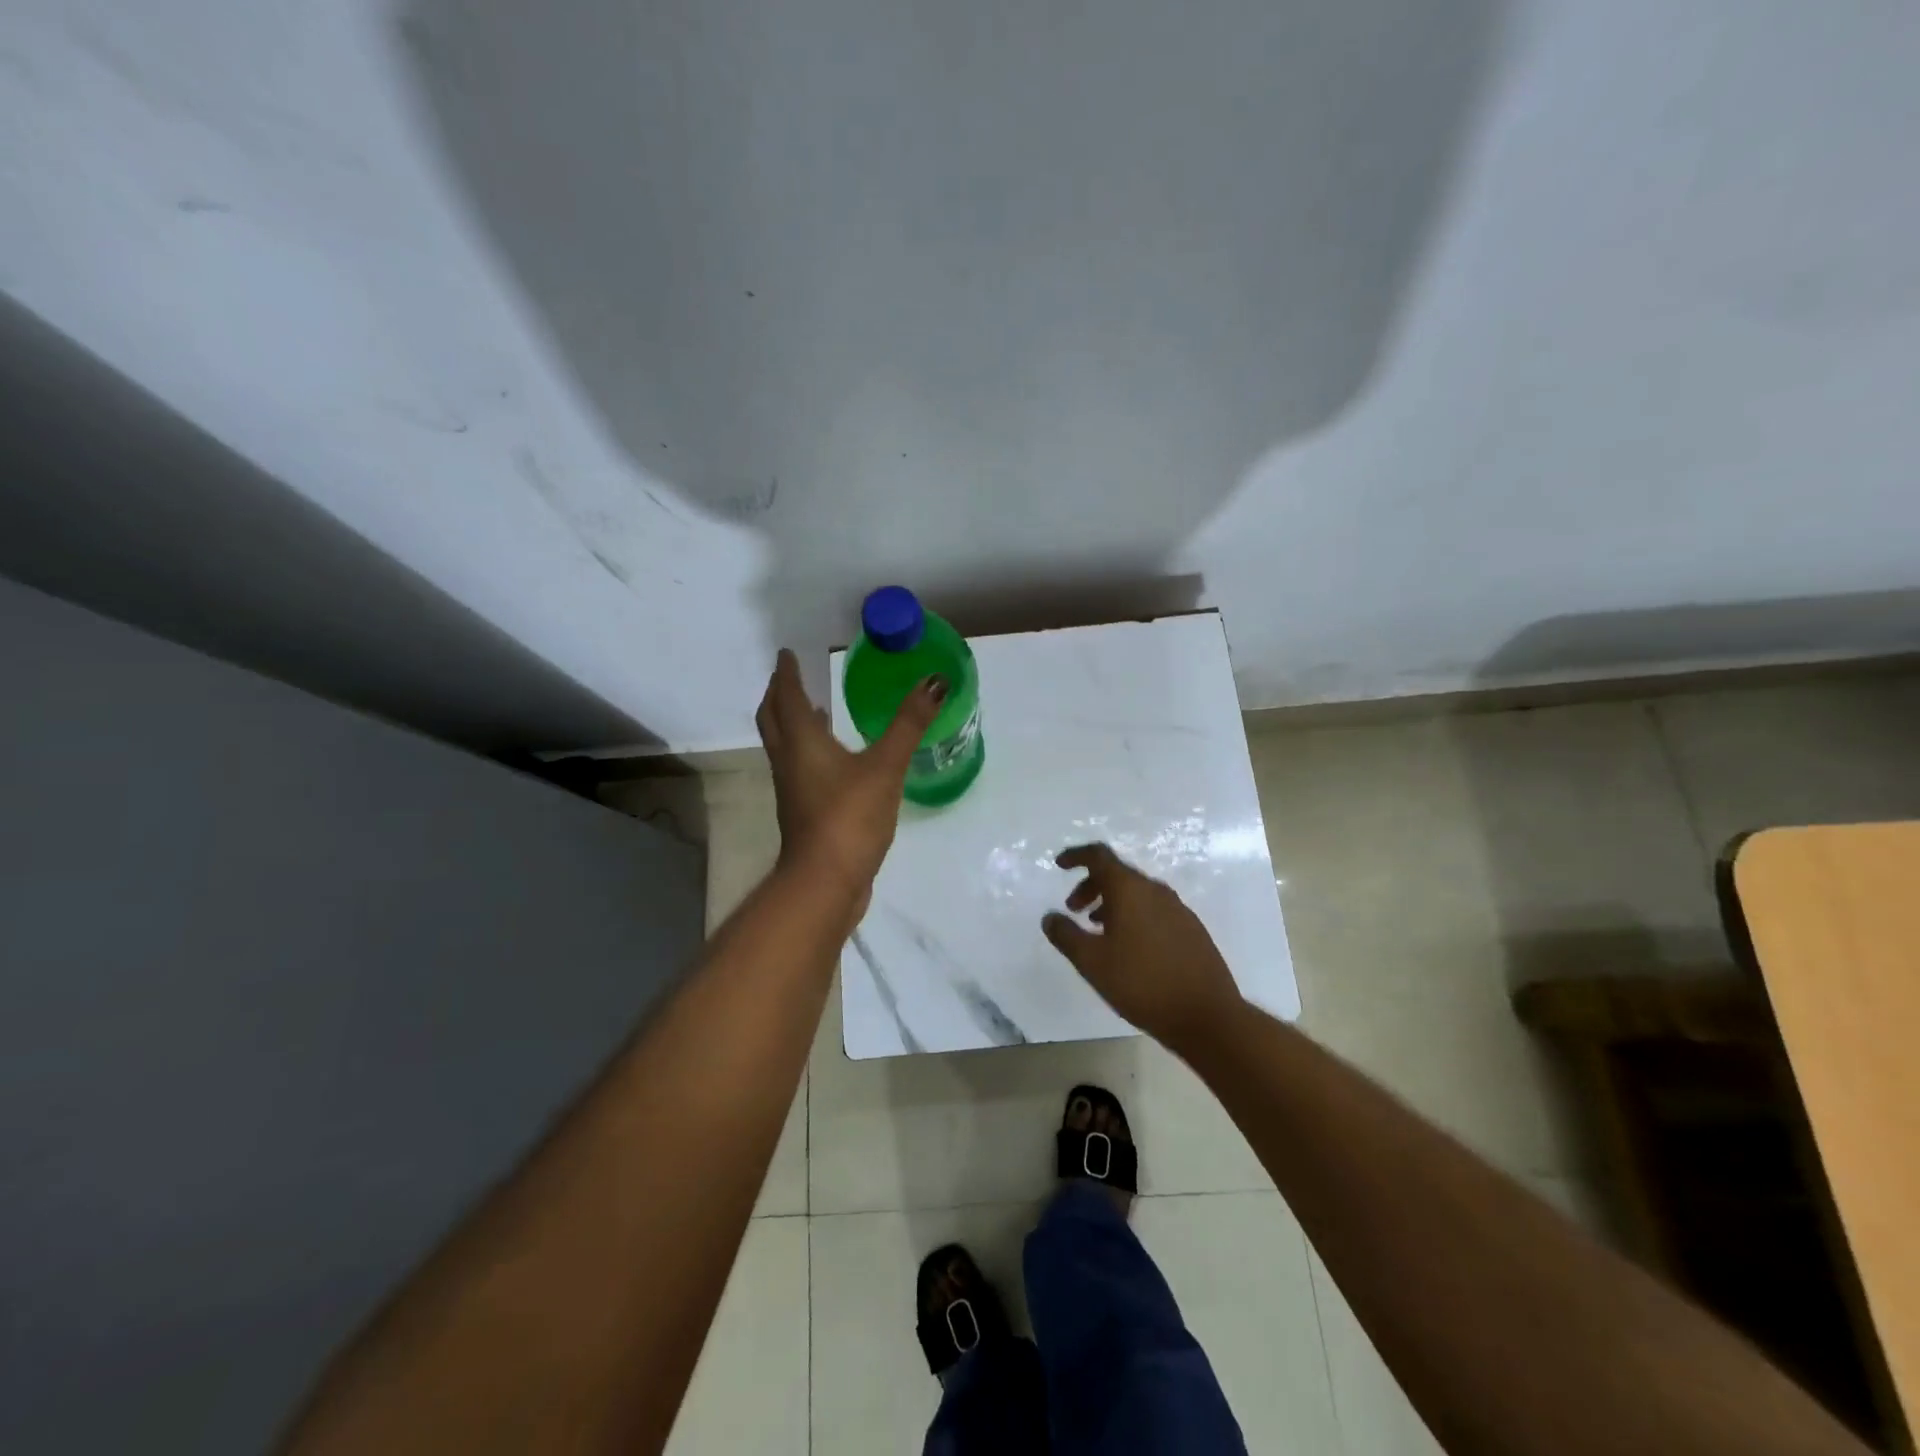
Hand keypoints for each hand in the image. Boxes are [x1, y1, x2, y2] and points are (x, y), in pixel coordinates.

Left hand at [755, 648, 944, 911]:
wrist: (825, 881)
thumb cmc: (849, 816)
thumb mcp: (885, 766)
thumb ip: (909, 724)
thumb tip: (934, 682)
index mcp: (802, 742)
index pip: (788, 697)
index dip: (787, 674)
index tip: (787, 654)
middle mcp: (789, 761)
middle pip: (773, 719)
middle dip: (779, 695)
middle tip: (791, 677)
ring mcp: (792, 789)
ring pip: (783, 745)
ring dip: (791, 723)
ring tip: (810, 709)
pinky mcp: (803, 812)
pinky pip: (797, 768)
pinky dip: (806, 750)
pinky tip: (832, 758)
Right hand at [1042, 843, 1244, 1050]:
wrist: (1207, 1015)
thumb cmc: (1142, 983)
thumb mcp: (1092, 962)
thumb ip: (1066, 935)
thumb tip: (1050, 917)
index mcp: (1130, 890)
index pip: (1099, 856)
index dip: (1076, 856)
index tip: (1059, 865)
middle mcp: (1155, 891)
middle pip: (1117, 874)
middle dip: (1090, 885)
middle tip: (1073, 909)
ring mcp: (1178, 909)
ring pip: (1137, 893)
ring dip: (1112, 903)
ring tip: (1097, 930)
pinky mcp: (1191, 929)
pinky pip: (1154, 909)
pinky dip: (1133, 915)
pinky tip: (1129, 946)